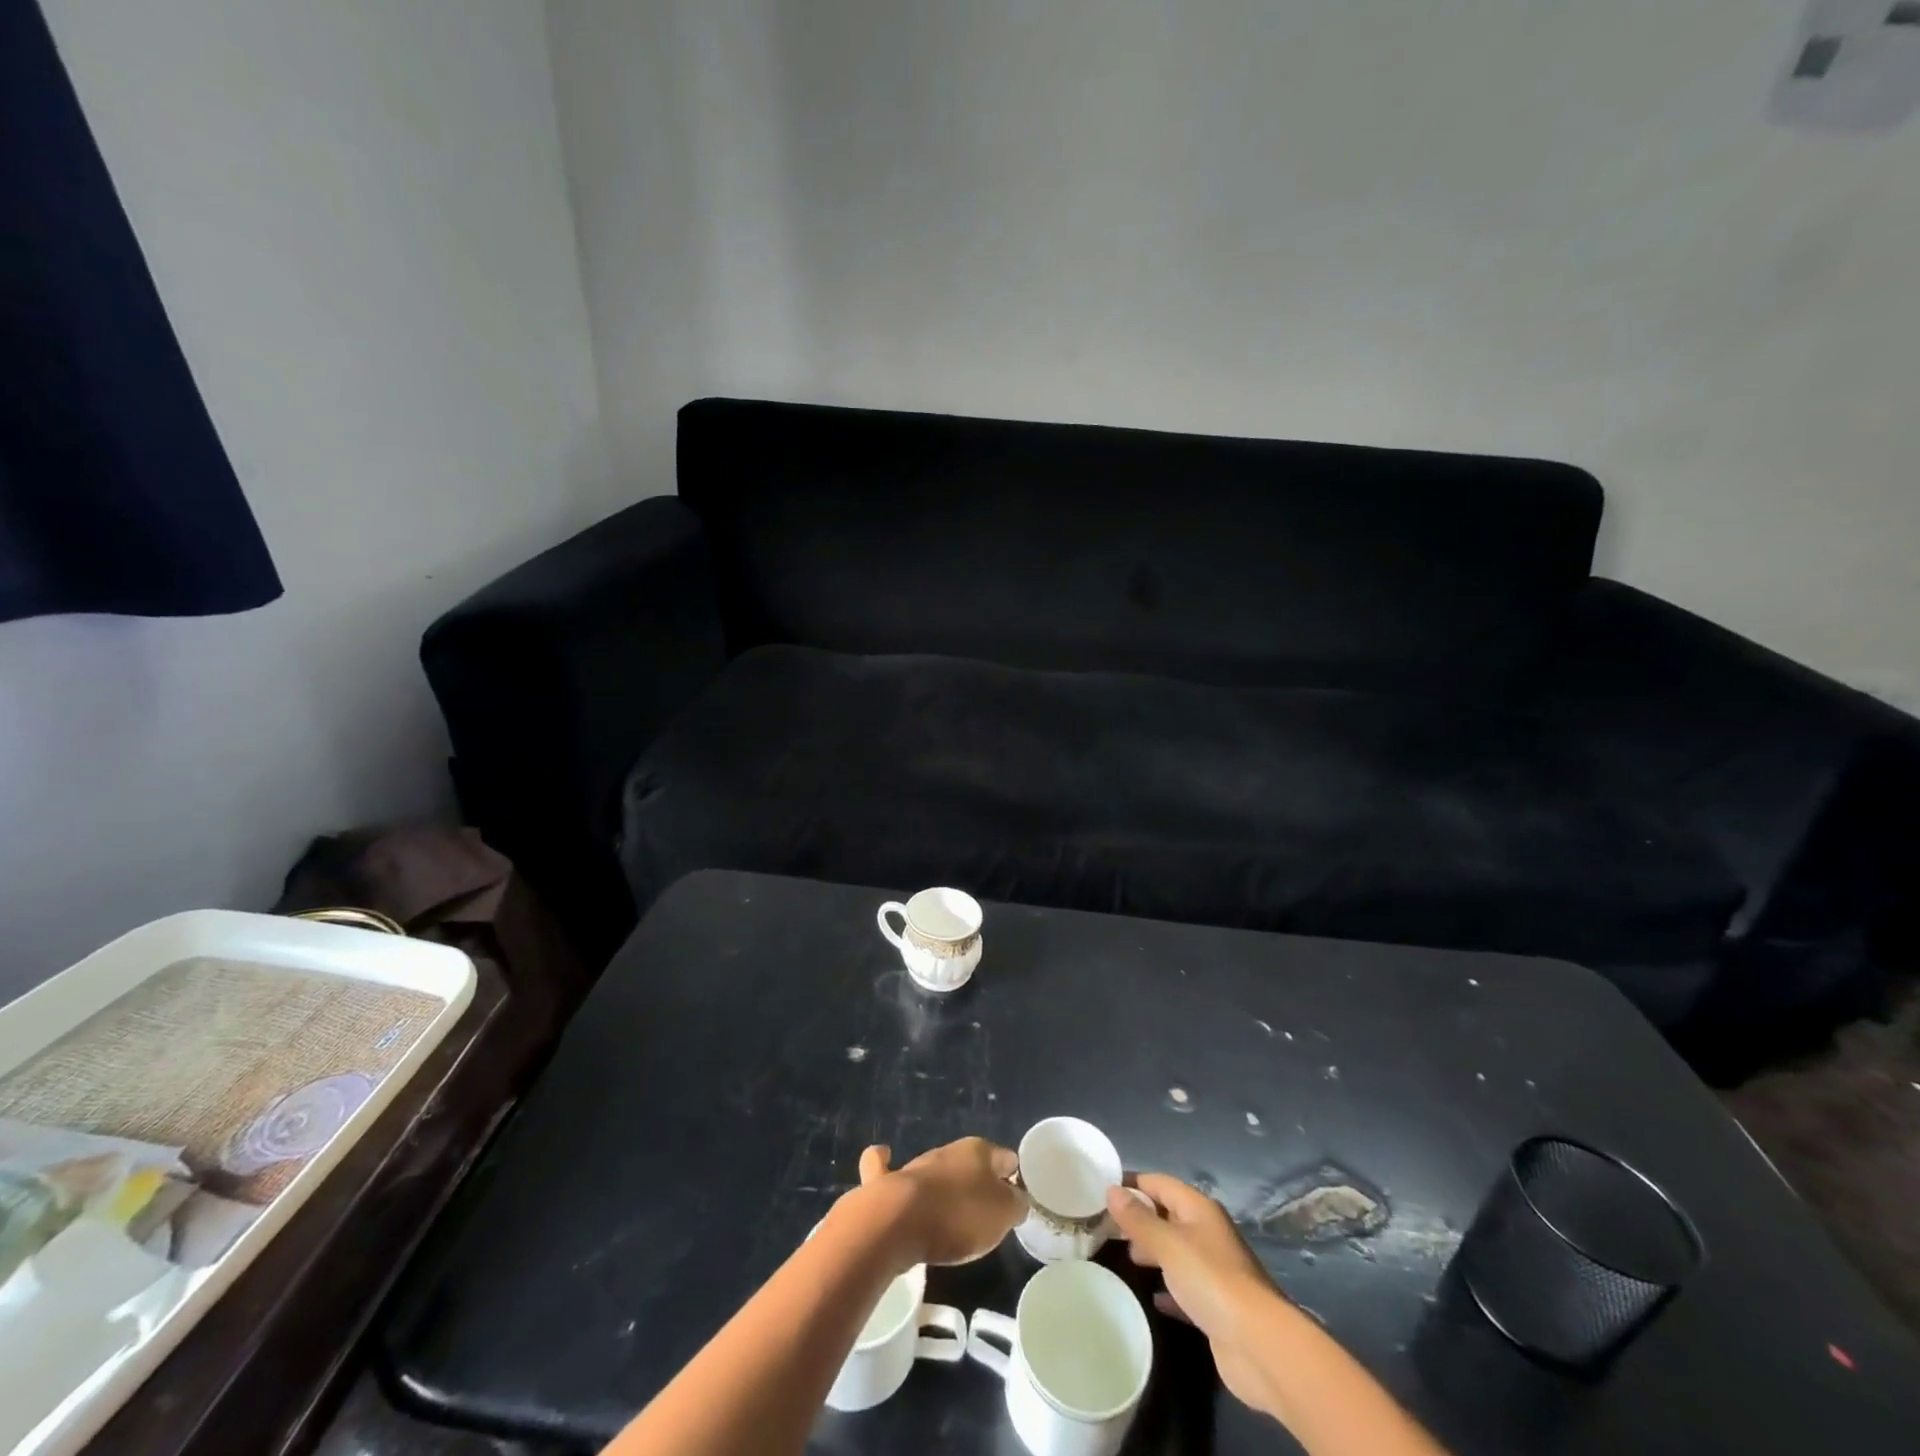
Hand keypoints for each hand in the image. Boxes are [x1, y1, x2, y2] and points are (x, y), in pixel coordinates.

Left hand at [856, 1137, 1026, 1266]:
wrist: (899, 1222)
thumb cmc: (958, 1216)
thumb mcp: (1003, 1215)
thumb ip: (1015, 1204)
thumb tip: (1015, 1198)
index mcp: (979, 1152)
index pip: (1006, 1158)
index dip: (1013, 1177)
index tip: (1014, 1199)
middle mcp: (947, 1151)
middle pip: (970, 1164)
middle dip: (977, 1183)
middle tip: (984, 1214)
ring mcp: (915, 1165)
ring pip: (936, 1169)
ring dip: (943, 1184)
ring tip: (949, 1211)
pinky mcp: (885, 1182)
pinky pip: (884, 1168)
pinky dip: (885, 1164)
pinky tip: (886, 1160)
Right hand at [1106, 1173, 1289, 1418]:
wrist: (1258, 1345)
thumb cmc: (1210, 1280)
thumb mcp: (1168, 1244)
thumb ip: (1138, 1219)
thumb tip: (1111, 1190)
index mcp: (1199, 1209)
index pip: (1160, 1183)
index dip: (1133, 1183)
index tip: (1102, 1189)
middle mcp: (1207, 1233)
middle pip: (1168, 1215)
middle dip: (1140, 1218)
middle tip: (1107, 1226)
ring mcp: (1214, 1270)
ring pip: (1176, 1250)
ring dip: (1153, 1251)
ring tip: (1125, 1257)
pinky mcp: (1216, 1305)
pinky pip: (1185, 1287)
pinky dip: (1168, 1287)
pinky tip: (1153, 1297)